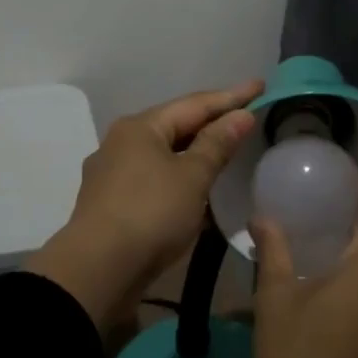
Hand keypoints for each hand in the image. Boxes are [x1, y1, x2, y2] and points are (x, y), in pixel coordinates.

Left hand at [26, 80, 261, 332]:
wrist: (97, 271)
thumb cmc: (150, 214)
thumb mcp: (192, 177)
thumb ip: (217, 144)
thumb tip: (240, 115)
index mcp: (140, 127)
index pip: (194, 104)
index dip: (231, 96)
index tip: (260, 85)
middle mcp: (121, 142)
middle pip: (175, 125)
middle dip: (210, 121)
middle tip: (245, 116)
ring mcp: (112, 173)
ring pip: (163, 154)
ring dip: (194, 152)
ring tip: (224, 149)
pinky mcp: (111, 203)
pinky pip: (154, 179)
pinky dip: (178, 178)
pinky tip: (195, 189)